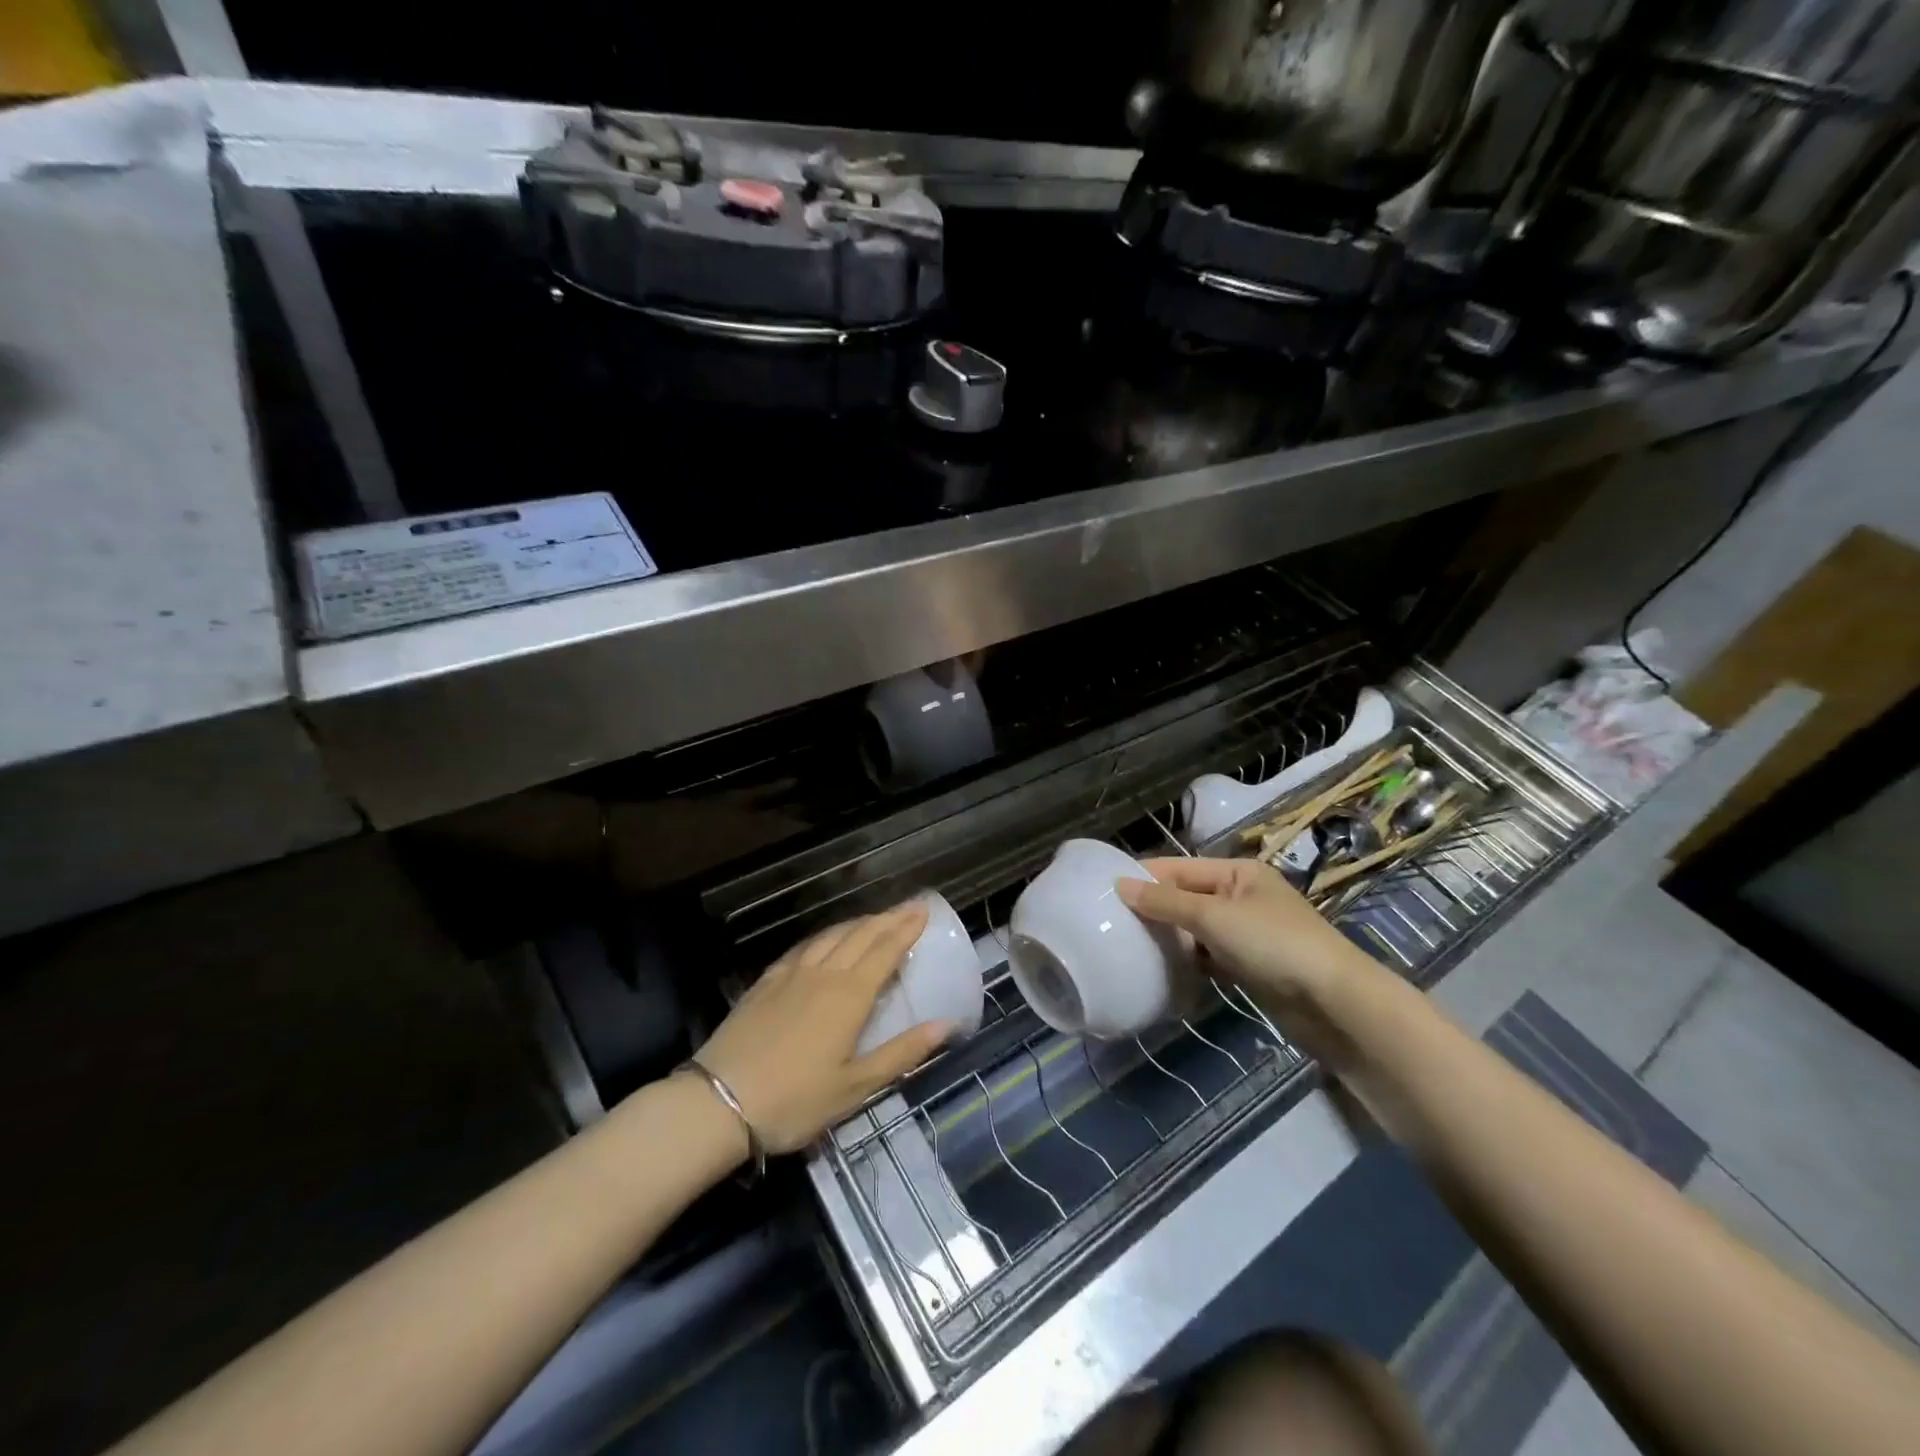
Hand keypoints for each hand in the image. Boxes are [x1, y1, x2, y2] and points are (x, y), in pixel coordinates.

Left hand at [694, 904, 950, 1153]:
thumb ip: (902, 1053)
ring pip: (831, 936)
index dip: (906, 929)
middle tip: (908, 907)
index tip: (924, 910)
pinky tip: (824, 940)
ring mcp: (791, 975)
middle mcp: (824, 974)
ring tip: (874, 918)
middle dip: (887, 919)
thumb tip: (946, 1024)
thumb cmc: (795, 1101)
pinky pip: (803, 947)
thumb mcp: (856, 1087)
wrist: (718, 1102)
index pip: (885, 951)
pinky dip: (824, 936)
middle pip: (860, 936)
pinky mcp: (766, 982)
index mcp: (850, 995)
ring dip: (857, 923)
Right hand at [1116, 857, 1376, 1012]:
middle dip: (1154, 909)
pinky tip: (1163, 970)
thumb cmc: (1273, 945)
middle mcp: (1243, 896)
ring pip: (1196, 929)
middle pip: (1187, 897)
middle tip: (1112, 923)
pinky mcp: (1251, 965)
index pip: (1180, 868)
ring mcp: (1248, 932)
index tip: (1104, 890)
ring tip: (1129, 946)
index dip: (1145, 877)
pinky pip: (1209, 956)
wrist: (1334, 1004)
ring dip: (1170, 937)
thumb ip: (1165, 902)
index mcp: (1239, 873)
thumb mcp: (1214, 917)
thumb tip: (1120, 885)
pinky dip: (1189, 961)